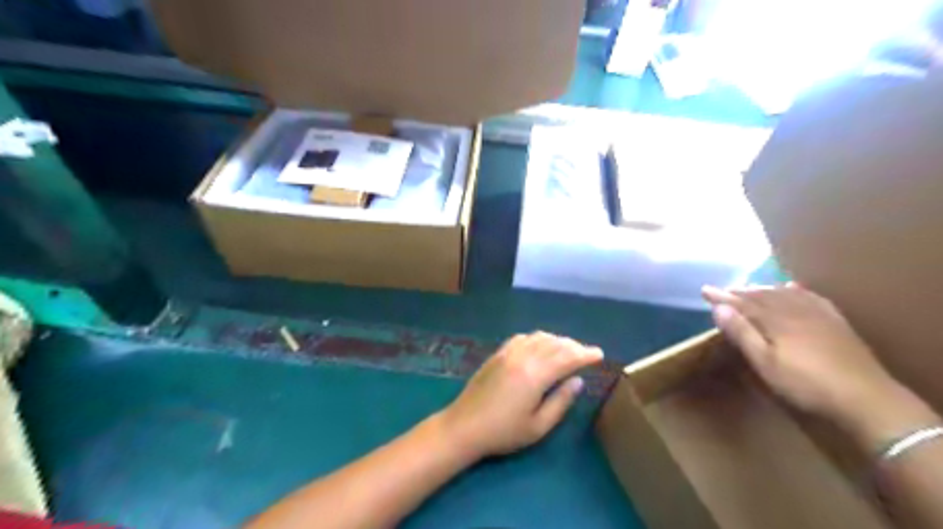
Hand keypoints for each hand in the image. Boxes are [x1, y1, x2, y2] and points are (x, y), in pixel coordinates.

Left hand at [437, 336, 599, 458]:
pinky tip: (541, 345)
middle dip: (574, 346)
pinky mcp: (497, 353)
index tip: (599, 354)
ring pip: (539, 337)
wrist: (464, 426)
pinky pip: (522, 338)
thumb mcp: (538, 426)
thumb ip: (561, 401)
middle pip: (554, 344)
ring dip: (557, 340)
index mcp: (535, 375)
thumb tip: (578, 381)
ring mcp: (508, 353)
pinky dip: (537, 338)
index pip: (566, 357)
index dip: (585, 354)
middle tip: (586, 353)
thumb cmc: (503, 432)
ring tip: (568, 349)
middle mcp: (523, 357)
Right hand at [703, 284, 901, 427]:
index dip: (722, 296)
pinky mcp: (835, 322)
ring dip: (764, 289)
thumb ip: (742, 333)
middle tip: (724, 290)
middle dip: (741, 291)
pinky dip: (795, 290)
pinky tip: (792, 287)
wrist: (866, 398)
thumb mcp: (765, 363)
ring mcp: (818, 314)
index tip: (704, 290)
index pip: (742, 303)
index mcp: (775, 320)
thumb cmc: (806, 384)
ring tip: (750, 287)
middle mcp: (794, 310)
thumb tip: (719, 308)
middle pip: (763, 295)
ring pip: (784, 293)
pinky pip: (810, 297)